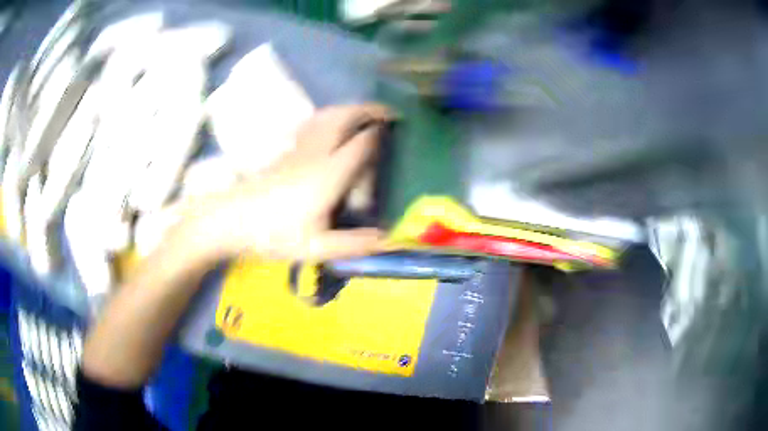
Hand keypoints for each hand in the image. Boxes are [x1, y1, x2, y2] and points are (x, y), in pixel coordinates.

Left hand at [185, 103, 392, 261]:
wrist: (232, 220)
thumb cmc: (273, 235)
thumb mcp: (316, 248)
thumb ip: (354, 244)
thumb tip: (389, 239)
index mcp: (329, 175)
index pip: (362, 143)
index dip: (381, 132)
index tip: (399, 127)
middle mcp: (318, 153)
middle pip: (345, 118)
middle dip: (369, 110)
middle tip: (389, 113)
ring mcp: (300, 148)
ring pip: (329, 115)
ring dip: (350, 109)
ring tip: (366, 113)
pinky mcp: (288, 150)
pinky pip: (315, 122)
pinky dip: (331, 115)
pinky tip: (333, 123)